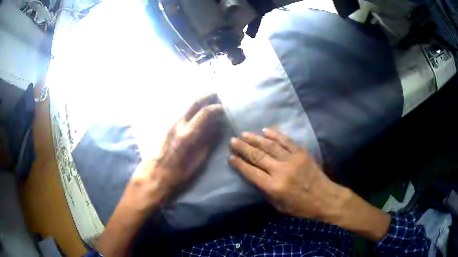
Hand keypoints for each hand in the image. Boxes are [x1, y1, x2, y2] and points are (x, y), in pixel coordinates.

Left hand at [98, 94, 223, 256]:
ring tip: (207, 101)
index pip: (204, 112)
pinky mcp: (163, 127)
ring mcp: (168, 124)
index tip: (224, 108)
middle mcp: (176, 124)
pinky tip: (194, 113)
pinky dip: (189, 109)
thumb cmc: (176, 175)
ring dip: (197, 101)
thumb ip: (208, 142)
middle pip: (192, 102)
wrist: (152, 178)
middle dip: (206, 95)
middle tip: (216, 93)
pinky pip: (179, 113)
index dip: (216, 108)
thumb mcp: (197, 162)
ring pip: (184, 106)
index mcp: (186, 134)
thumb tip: (217, 128)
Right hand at [229, 128, 346, 219]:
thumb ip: (265, 191)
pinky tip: (265, 130)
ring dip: (255, 139)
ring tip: (244, 134)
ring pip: (270, 146)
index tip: (231, 157)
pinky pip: (286, 141)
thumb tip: (255, 177)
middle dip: (243, 148)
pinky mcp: (301, 153)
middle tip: (233, 140)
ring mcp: (292, 160)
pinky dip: (275, 135)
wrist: (325, 198)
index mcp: (274, 187)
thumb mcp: (279, 206)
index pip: (251, 172)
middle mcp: (281, 171)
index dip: (239, 164)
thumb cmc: (300, 207)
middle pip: (258, 156)